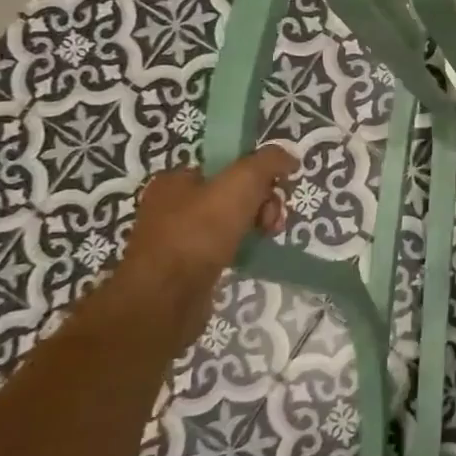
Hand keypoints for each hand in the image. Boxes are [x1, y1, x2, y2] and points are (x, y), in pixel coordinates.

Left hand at [111, 146, 297, 341]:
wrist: (165, 298)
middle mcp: (171, 205)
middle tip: (272, 221)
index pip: (227, 166)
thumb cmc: (199, 232)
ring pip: (229, 223)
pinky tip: (248, 257)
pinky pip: (221, 249)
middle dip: (261, 203)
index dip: (257, 175)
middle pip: (232, 194)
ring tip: (265, 239)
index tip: (276, 190)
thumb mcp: (242, 182)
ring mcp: (175, 239)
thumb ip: (268, 161)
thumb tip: (289, 156)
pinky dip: (239, 251)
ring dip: (254, 227)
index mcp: (176, 179)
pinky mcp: (183, 269)